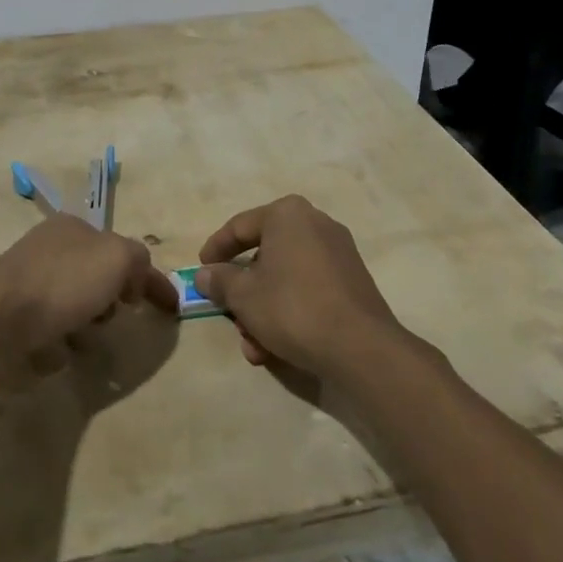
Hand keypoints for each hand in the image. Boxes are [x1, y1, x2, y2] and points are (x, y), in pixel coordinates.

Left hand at [0, 214, 176, 375]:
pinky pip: (46, 328)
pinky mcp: (8, 311)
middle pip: (96, 277)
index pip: (122, 250)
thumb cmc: (61, 284)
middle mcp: (48, 246)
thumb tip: (136, 278)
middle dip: (108, 301)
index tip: (170, 309)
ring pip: (72, 303)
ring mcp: (25, 278)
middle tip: (109, 319)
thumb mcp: (116, 258)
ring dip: (81, 325)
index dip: (149, 278)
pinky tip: (50, 350)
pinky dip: (54, 341)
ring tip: (77, 341)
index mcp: (73, 227)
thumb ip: (138, 260)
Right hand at [193, 195, 400, 377]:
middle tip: (229, 315)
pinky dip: (290, 311)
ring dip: (264, 310)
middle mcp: (315, 223)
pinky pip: (309, 289)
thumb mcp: (243, 296)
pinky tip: (278, 348)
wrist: (361, 348)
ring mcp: (338, 252)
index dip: (216, 249)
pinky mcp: (353, 281)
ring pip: (286, 277)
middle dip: (244, 293)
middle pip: (264, 255)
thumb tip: (204, 275)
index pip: (240, 227)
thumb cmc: (292, 308)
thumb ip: (219, 281)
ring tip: (254, 347)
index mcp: (287, 214)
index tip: (201, 270)